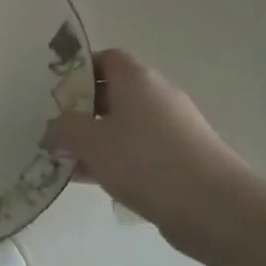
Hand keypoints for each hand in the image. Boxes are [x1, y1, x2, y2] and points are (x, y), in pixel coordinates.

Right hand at [45, 50, 257, 252]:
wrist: (213, 206)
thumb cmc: (145, 161)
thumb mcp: (91, 142)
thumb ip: (64, 129)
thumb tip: (53, 127)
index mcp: (136, 79)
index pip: (106, 58)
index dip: (78, 70)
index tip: (53, 91)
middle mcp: (156, 96)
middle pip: (113, 93)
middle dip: (81, 109)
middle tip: (52, 127)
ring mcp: (171, 128)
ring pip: (123, 125)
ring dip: (95, 139)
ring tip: (63, 158)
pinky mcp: (178, 159)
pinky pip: (136, 150)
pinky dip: (113, 159)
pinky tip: (89, 179)